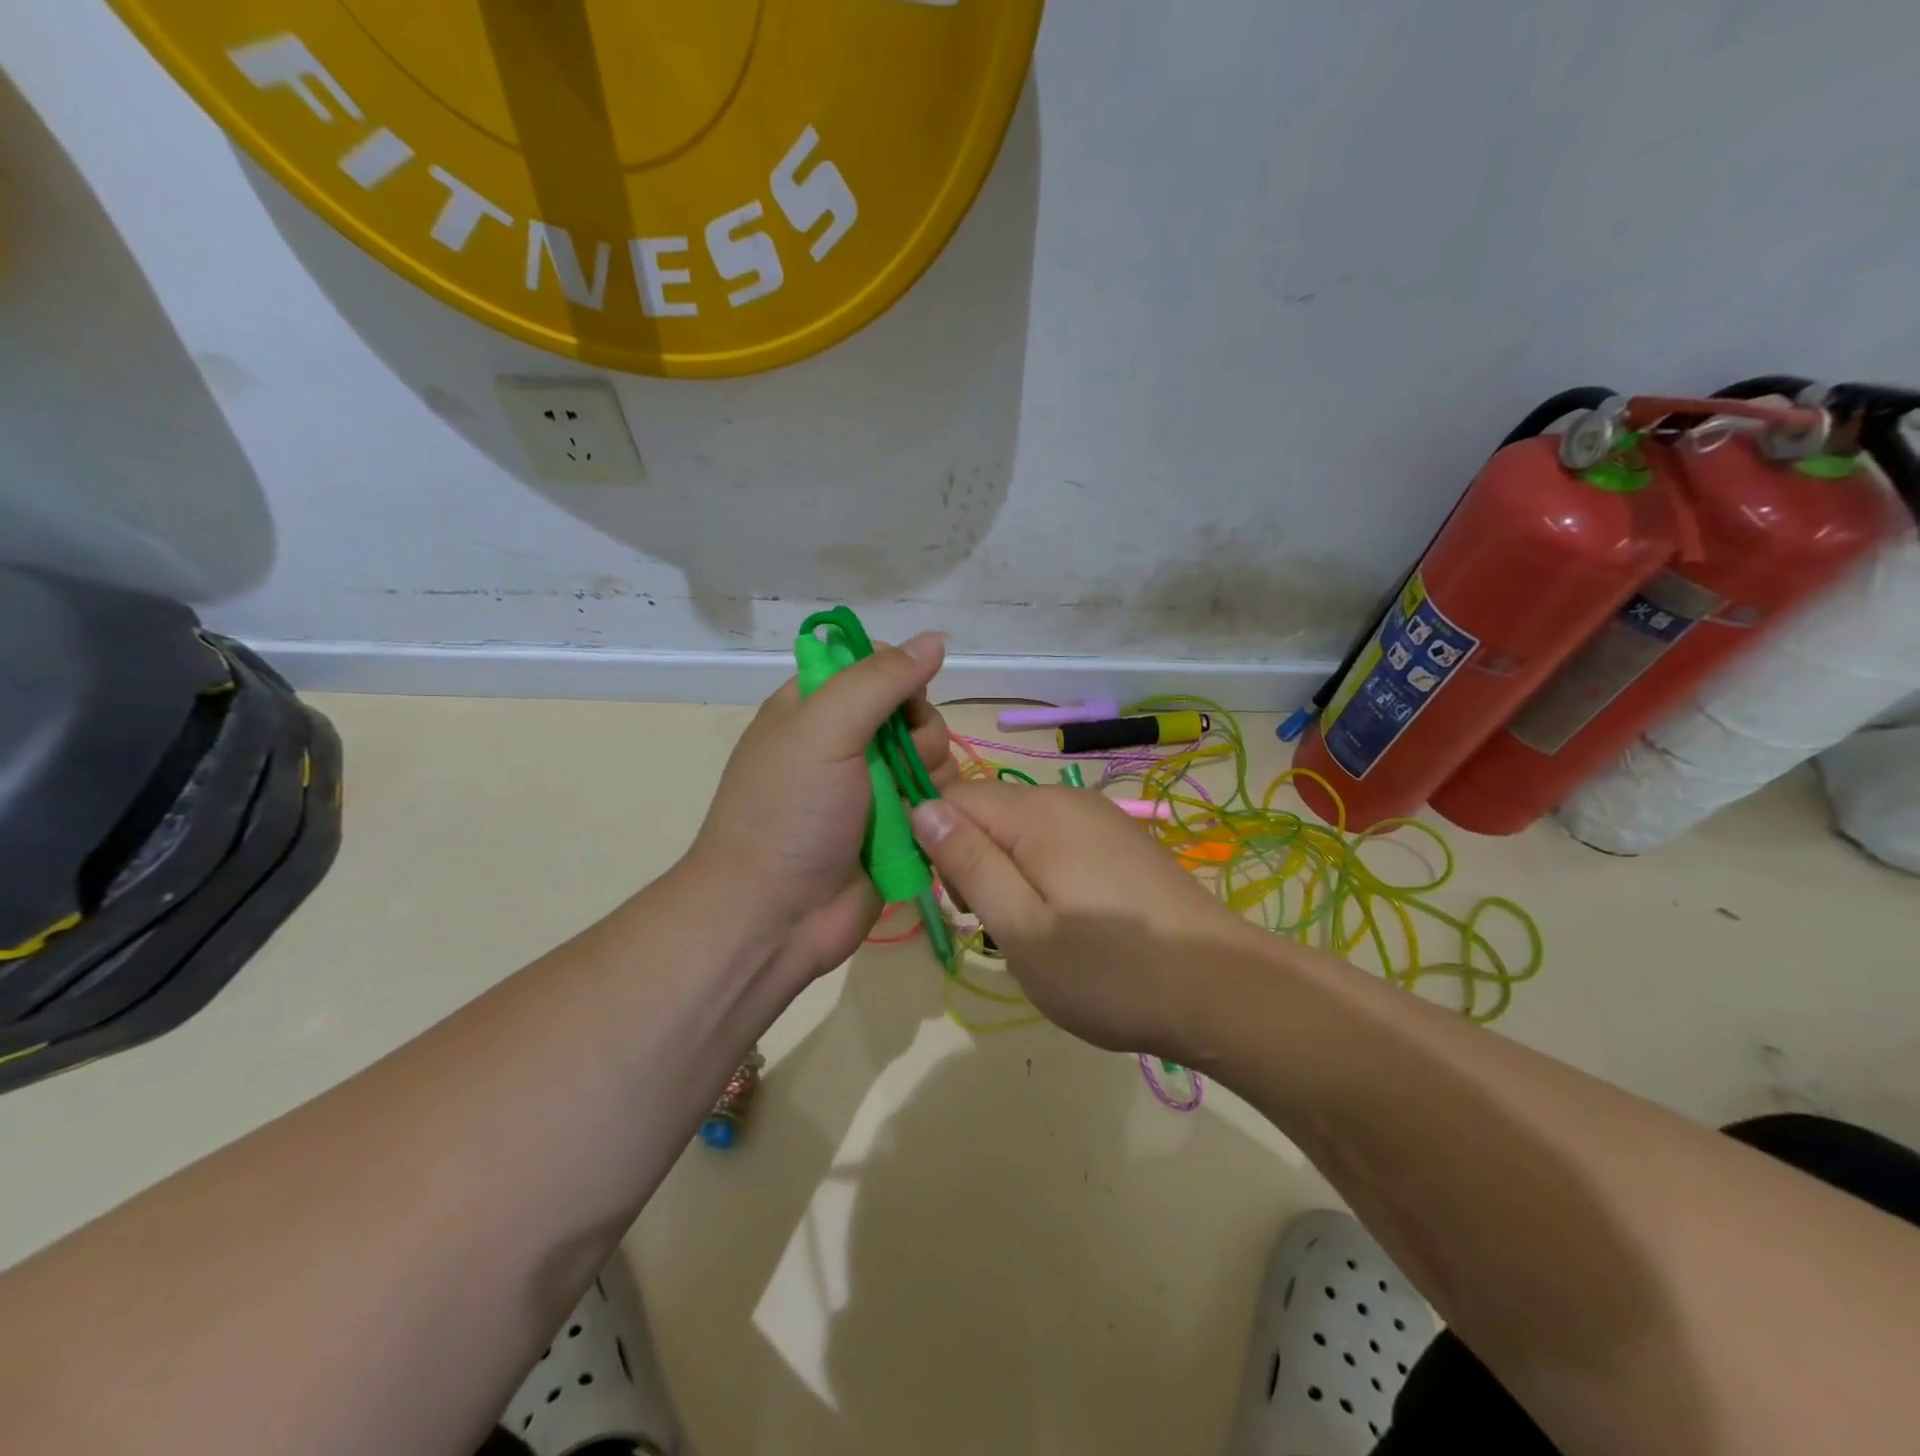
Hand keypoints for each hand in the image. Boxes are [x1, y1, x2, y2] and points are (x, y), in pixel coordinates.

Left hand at [687, 632, 956, 988]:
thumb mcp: (825, 729)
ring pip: (932, 756)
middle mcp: (844, 742)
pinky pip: (935, 799)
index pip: (875, 665)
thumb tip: (935, 639)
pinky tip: (922, 826)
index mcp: (814, 707)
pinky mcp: (895, 827)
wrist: (775, 916)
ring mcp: (871, 787)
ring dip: (929, 775)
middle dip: (918, 734)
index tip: (902, 702)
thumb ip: (880, 680)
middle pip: (913, 711)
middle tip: (899, 763)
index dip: (899, 676)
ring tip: (906, 805)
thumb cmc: (789, 812)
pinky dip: (934, 808)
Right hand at [910, 781, 1246, 1056]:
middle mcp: (1067, 799)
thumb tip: (920, 807)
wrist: (1224, 991)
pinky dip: (1042, 874)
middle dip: (973, 861)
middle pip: (988, 812)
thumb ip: (969, 863)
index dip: (935, 843)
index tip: (951, 901)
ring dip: (1007, 872)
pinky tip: (1069, 922)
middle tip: (995, 926)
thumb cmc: (1110, 972)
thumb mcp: (1022, 928)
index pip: (952, 797)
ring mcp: (1100, 818)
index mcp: (1036, 813)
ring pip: (1021, 829)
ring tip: (1032, 932)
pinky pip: (1057, 842)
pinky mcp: (1121, 841)